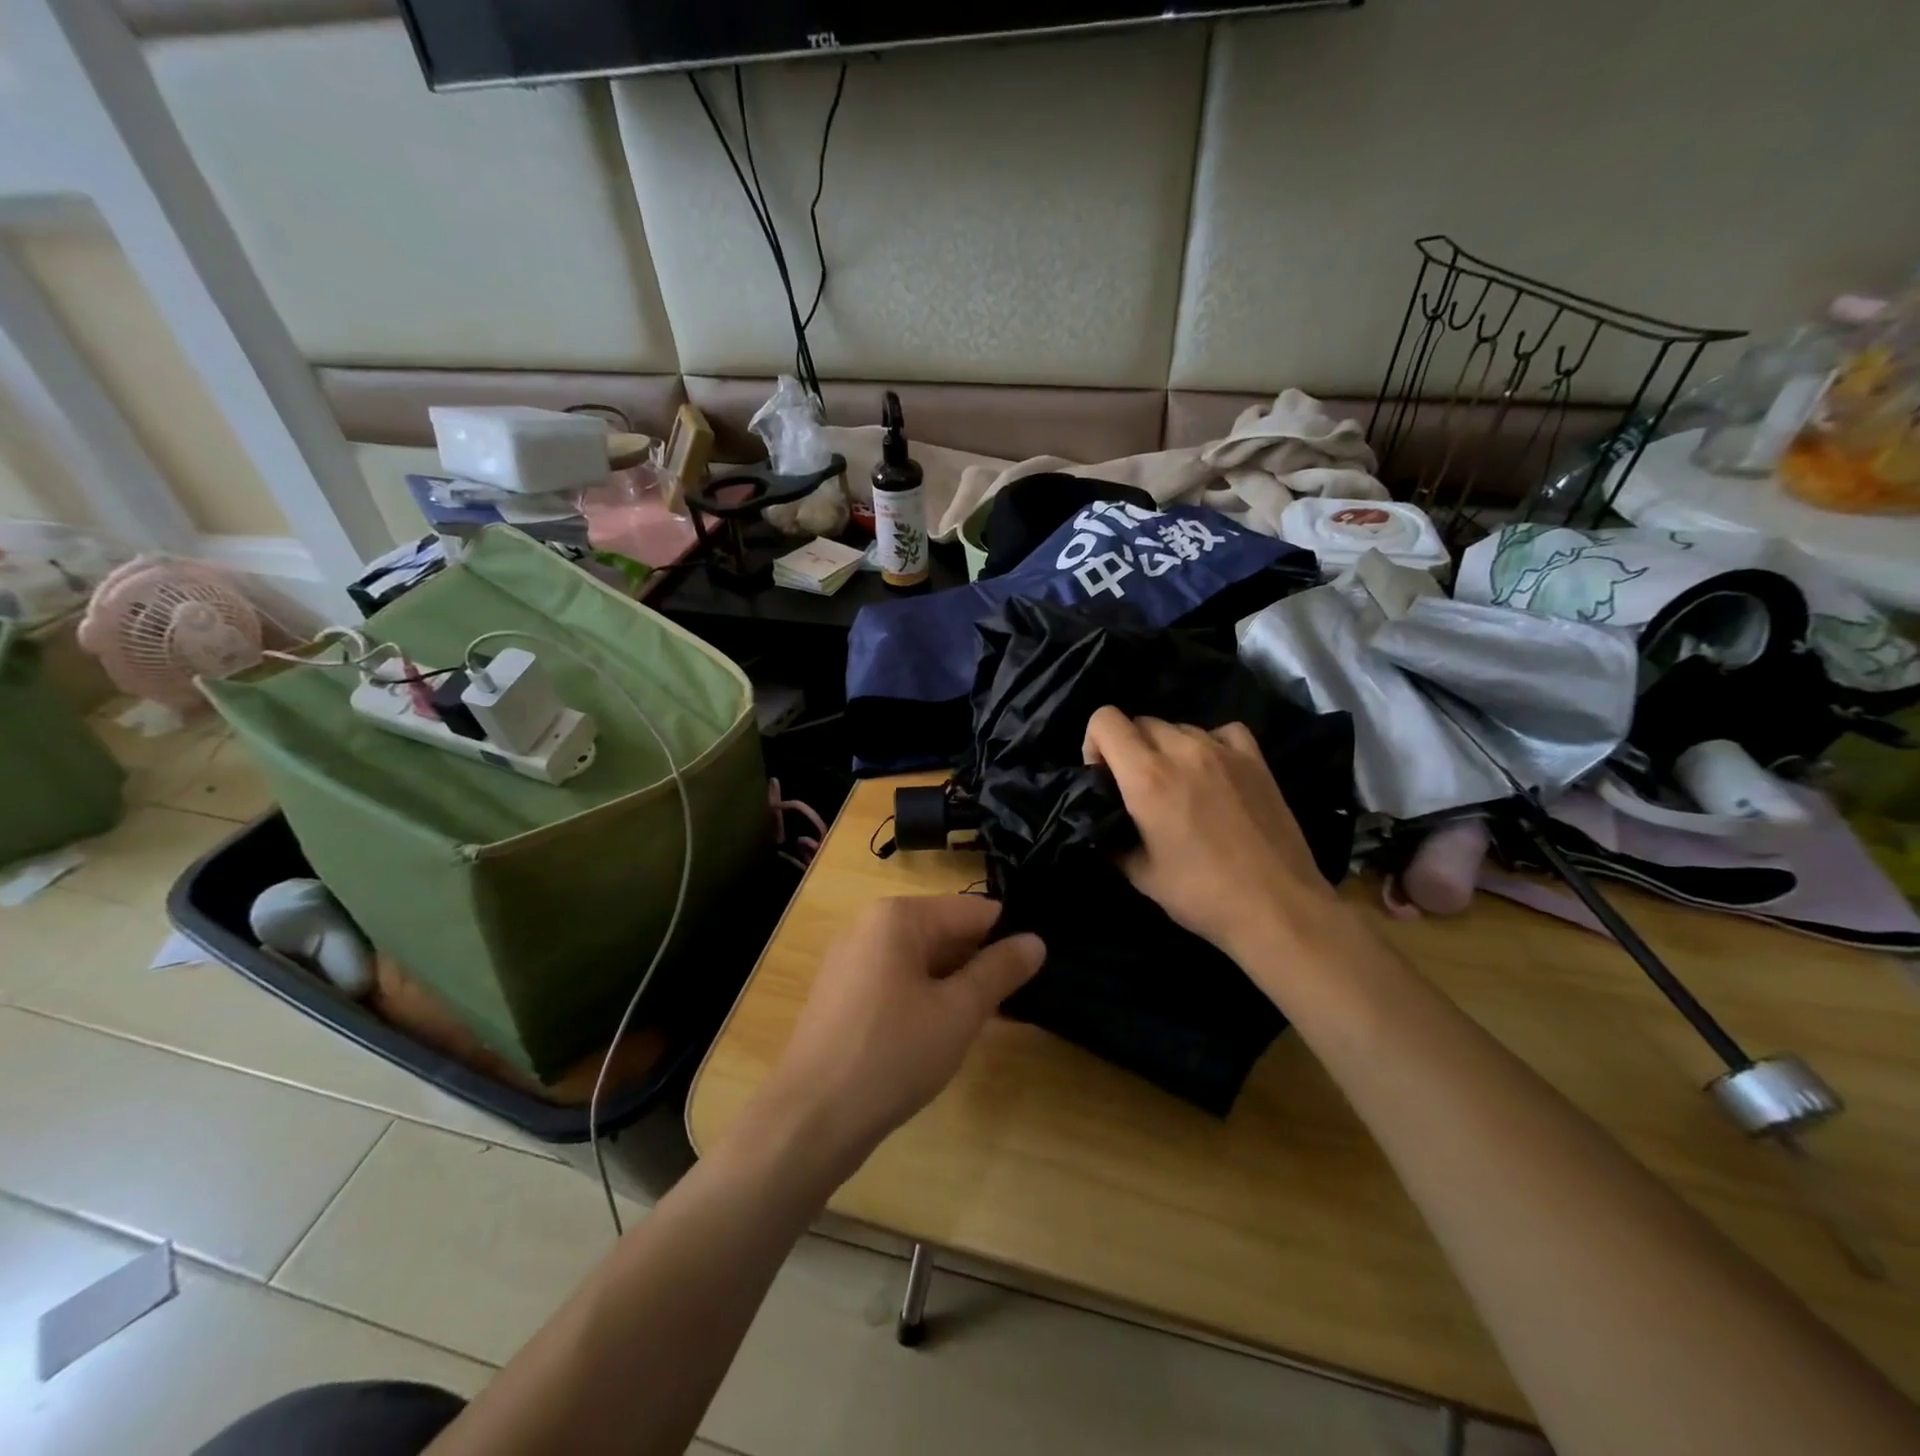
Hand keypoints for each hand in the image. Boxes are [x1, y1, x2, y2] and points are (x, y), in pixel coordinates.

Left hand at [764, 896, 1044, 1174]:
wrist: (810, 1119)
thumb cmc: (892, 1055)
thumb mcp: (958, 1012)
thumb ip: (999, 971)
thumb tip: (1036, 940)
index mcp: (897, 916)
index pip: (973, 911)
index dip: (1009, 938)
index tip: (1038, 971)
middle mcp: (870, 925)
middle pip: (944, 931)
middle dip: (981, 963)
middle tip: (1019, 1002)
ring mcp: (851, 959)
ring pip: (921, 959)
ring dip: (956, 984)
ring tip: (990, 1019)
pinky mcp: (842, 993)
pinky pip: (897, 980)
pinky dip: (926, 997)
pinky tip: (944, 1032)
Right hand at [1083, 706, 1338, 961]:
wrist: (1277, 908)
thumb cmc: (1201, 895)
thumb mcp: (1141, 874)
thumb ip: (1113, 840)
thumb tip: (1103, 827)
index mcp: (1147, 777)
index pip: (1105, 720)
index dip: (1093, 743)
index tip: (1102, 776)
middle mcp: (1183, 751)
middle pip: (1141, 721)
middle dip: (1128, 748)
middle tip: (1136, 788)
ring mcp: (1224, 751)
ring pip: (1179, 727)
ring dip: (1167, 748)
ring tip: (1178, 785)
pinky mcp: (1256, 760)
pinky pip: (1222, 732)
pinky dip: (1209, 743)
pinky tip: (1212, 771)